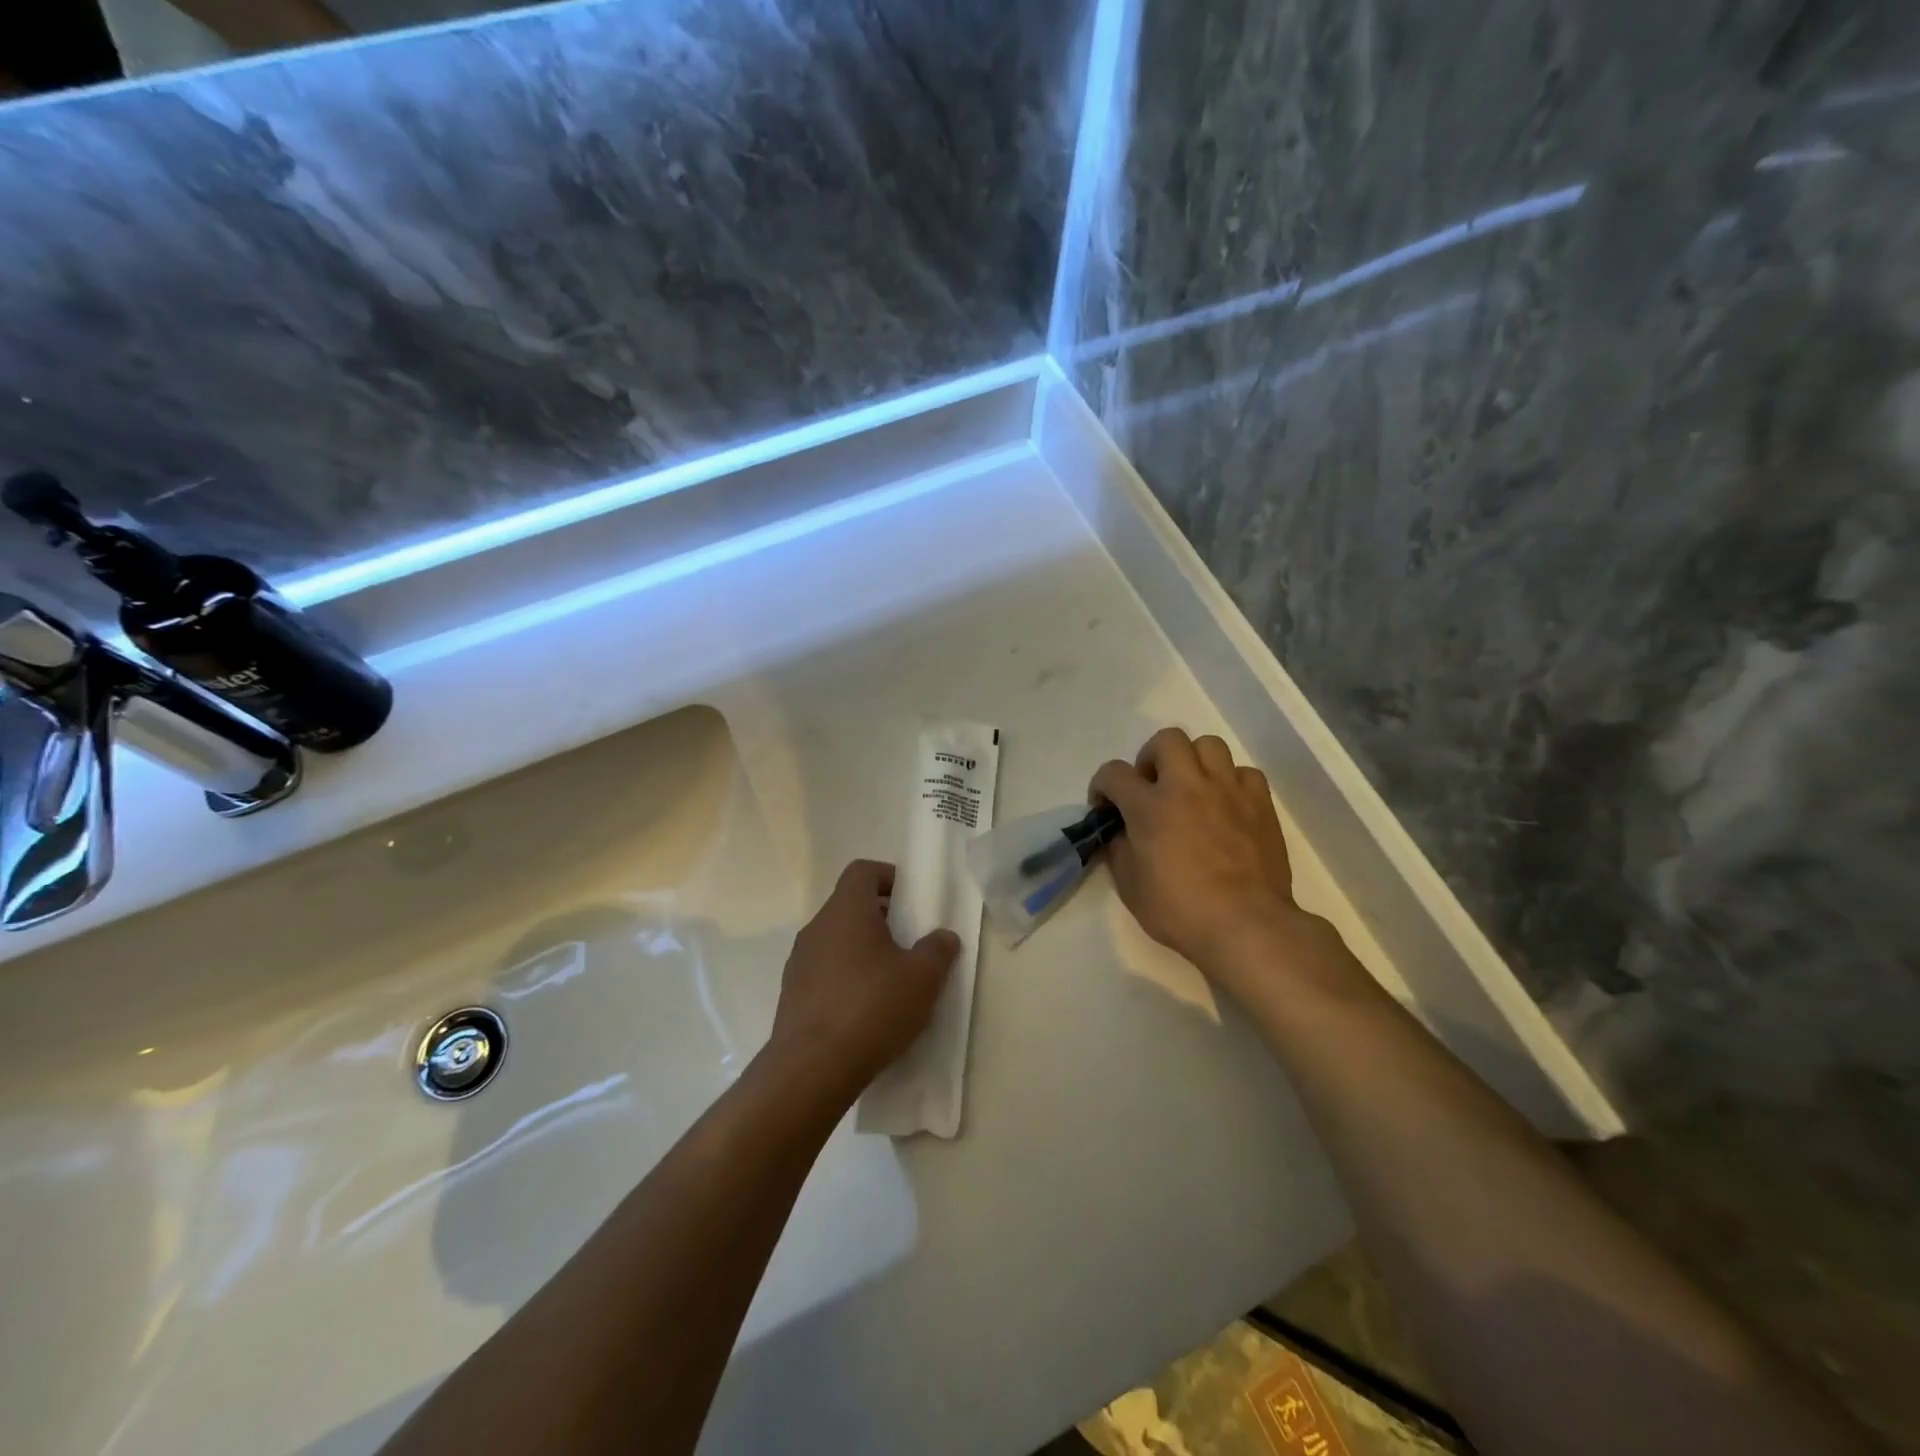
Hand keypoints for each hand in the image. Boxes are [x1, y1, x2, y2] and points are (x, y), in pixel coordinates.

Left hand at [764, 859, 959, 1099]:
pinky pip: (824, 970)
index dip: (888, 877)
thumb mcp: (922, 979)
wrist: (811, 1069)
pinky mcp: (792, 994)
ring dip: (862, 949)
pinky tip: (865, 1010)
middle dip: (881, 917)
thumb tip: (944, 937)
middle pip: (850, 905)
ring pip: (836, 939)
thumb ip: (937, 950)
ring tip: (891, 980)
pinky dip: (845, 977)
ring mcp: (799, 961)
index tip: (912, 902)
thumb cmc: (872, 1009)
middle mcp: (817, 927)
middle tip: (909, 942)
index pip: (862, 871)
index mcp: (846, 910)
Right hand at [1091, 729, 1325, 997]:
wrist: (1246, 925)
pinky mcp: (1260, 803)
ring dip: (1194, 762)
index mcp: (1150, 806)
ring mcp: (1228, 790)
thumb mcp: (1130, 887)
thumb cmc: (1180, 910)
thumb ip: (1119, 850)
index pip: (1113, 773)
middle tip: (1152, 788)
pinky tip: (1227, 806)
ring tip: (1192, 790)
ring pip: (1209, 745)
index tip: (1106, 808)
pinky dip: (1231, 782)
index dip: (1102, 786)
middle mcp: (1187, 786)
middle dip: (1151, 758)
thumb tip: (1120, 832)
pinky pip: (1244, 773)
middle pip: (1166, 739)